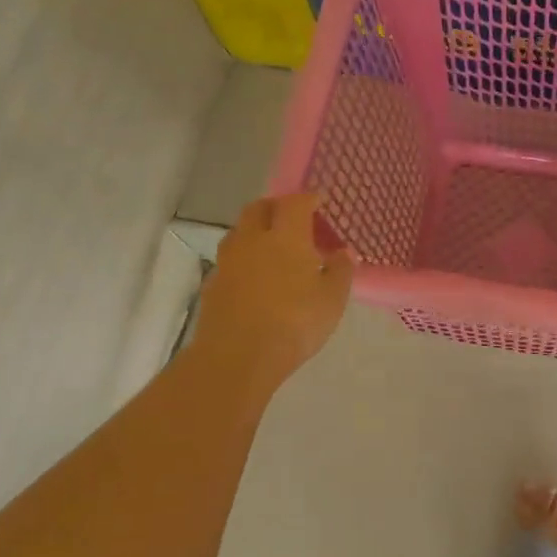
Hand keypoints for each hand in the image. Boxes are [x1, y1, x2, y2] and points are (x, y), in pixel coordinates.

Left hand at [192, 194, 352, 388]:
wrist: (237, 357)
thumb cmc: (294, 323)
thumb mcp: (332, 300)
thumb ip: (340, 271)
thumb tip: (344, 252)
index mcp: (286, 236)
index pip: (295, 203)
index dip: (307, 198)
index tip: (318, 201)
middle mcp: (253, 239)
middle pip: (259, 208)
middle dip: (276, 207)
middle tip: (293, 219)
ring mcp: (228, 261)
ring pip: (240, 232)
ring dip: (256, 231)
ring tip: (273, 248)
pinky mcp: (213, 284)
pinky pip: (230, 260)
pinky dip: (244, 258)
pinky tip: (255, 277)